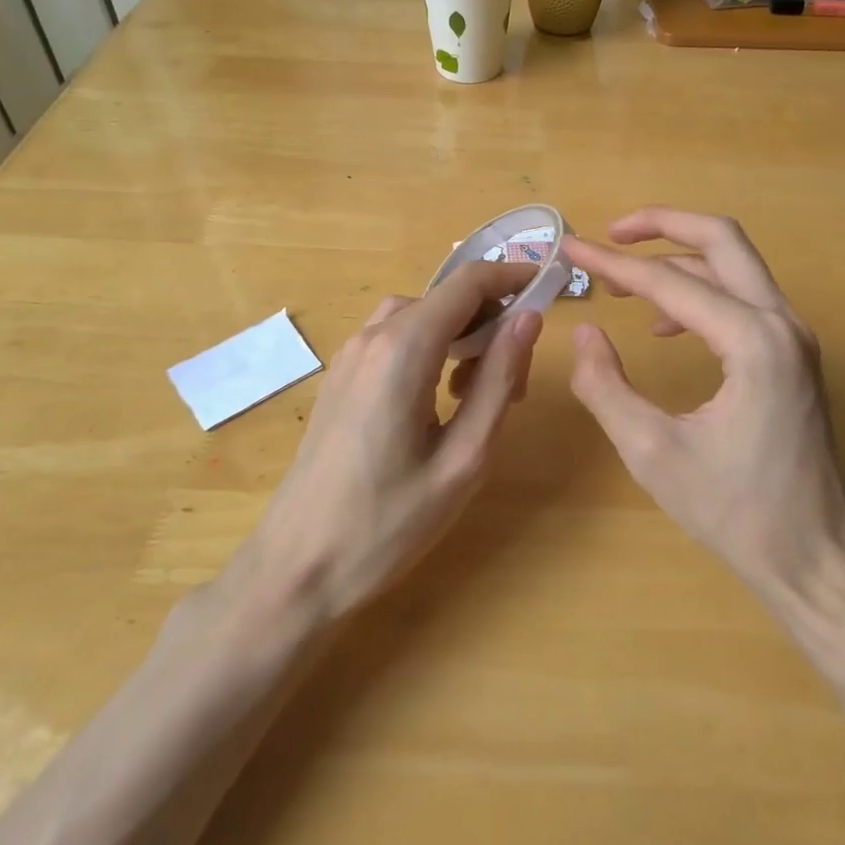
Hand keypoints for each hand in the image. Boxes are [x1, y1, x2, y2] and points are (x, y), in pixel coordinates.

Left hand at [238, 262, 541, 620]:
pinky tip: (438, 401)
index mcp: (404, 349)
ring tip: (479, 393)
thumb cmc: (388, 522)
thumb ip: (498, 380)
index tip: (548, 289)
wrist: (296, 568)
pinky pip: (394, 339)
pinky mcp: (339, 378)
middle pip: (445, 298)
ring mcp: (349, 356)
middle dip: (490, 321)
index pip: (468, 282)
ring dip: (459, 335)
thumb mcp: (464, 457)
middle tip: (517, 380)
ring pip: (419, 317)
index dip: (513, 276)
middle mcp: (372, 337)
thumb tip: (529, 319)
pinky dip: (429, 349)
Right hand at [563, 210, 844, 611]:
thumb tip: (585, 334)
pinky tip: (664, 327)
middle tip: (610, 234)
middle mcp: (782, 323)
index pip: (669, 282)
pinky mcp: (792, 355)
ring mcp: (794, 337)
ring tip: (623, 282)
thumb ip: (607, 387)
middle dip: (662, 225)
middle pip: (721, 239)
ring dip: (678, 259)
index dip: (613, 263)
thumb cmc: (736, 511)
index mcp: (752, 342)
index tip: (569, 248)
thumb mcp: (652, 453)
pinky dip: (700, 293)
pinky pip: (743, 299)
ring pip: (734, 266)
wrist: (816, 558)